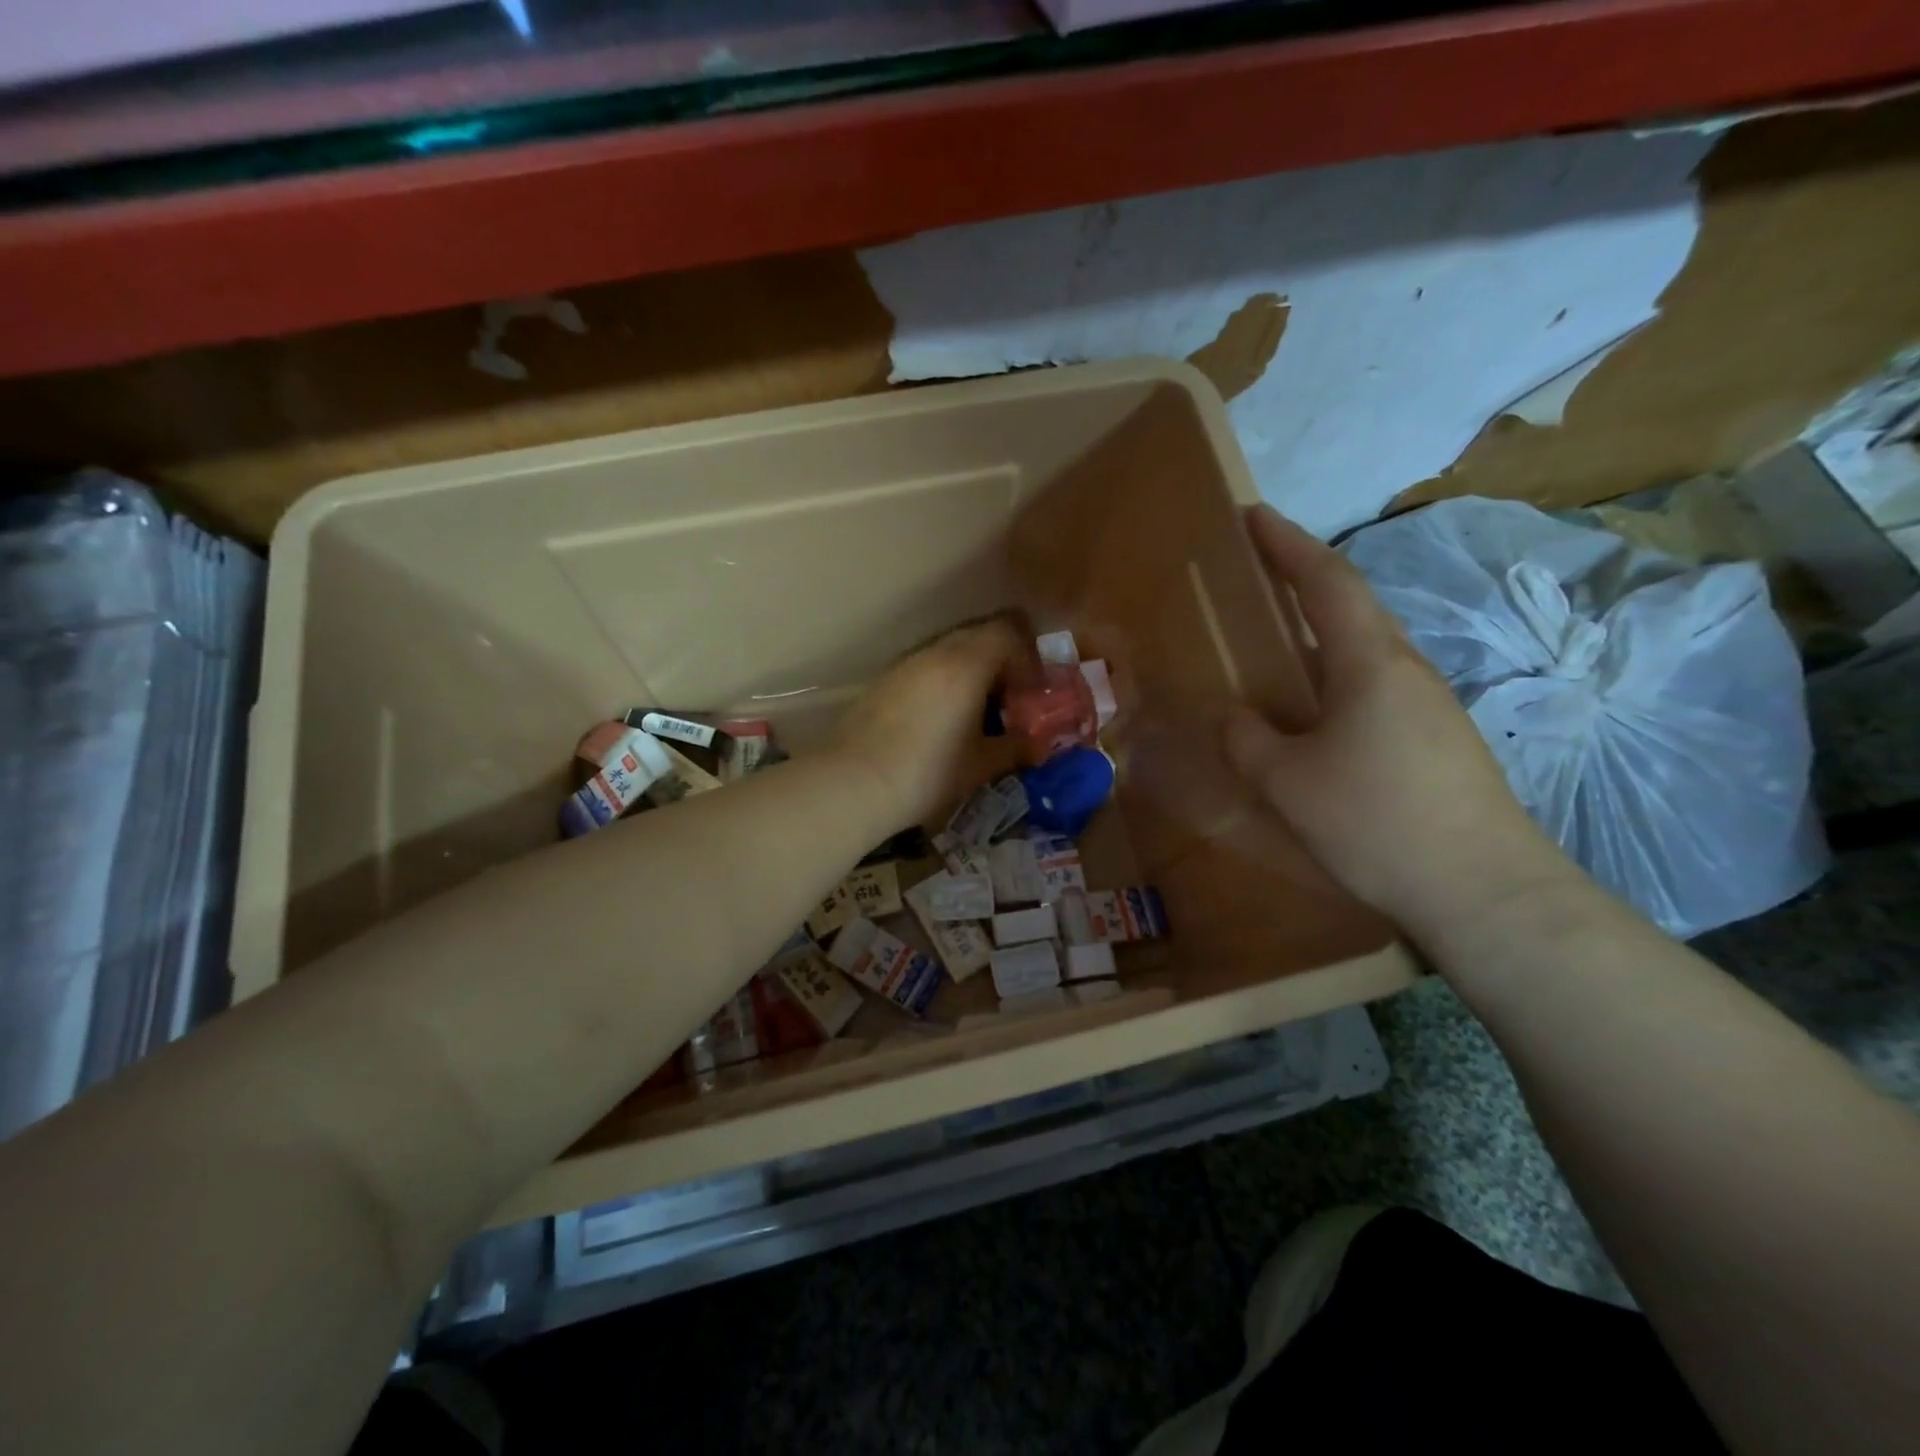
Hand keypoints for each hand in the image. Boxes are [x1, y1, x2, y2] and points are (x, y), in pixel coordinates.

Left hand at [833, 618, 1026, 832]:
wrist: (854, 783)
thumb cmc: (928, 772)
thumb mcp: (980, 764)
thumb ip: (1015, 748)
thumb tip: (1038, 745)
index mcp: (967, 664)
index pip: (1008, 632)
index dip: (1028, 655)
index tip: (1033, 690)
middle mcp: (935, 653)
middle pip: (978, 635)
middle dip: (1001, 661)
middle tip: (1010, 699)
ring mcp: (905, 664)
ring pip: (949, 650)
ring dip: (970, 670)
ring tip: (976, 710)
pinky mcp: (883, 681)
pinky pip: (925, 667)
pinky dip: (943, 681)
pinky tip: (940, 718)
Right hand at [1223, 505, 1575, 939]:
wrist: (1483, 890)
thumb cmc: (1376, 822)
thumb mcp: (1288, 782)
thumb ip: (1248, 740)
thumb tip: (1233, 715)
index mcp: (1370, 663)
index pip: (1326, 582)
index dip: (1286, 544)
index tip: (1253, 515)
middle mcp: (1407, 669)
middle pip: (1352, 606)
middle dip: (1304, 578)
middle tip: (1260, 570)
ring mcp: (1430, 705)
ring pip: (1366, 648)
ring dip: (1321, 629)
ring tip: (1280, 640)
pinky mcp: (1438, 739)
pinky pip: (1376, 686)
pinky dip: (1337, 674)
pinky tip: (1317, 710)